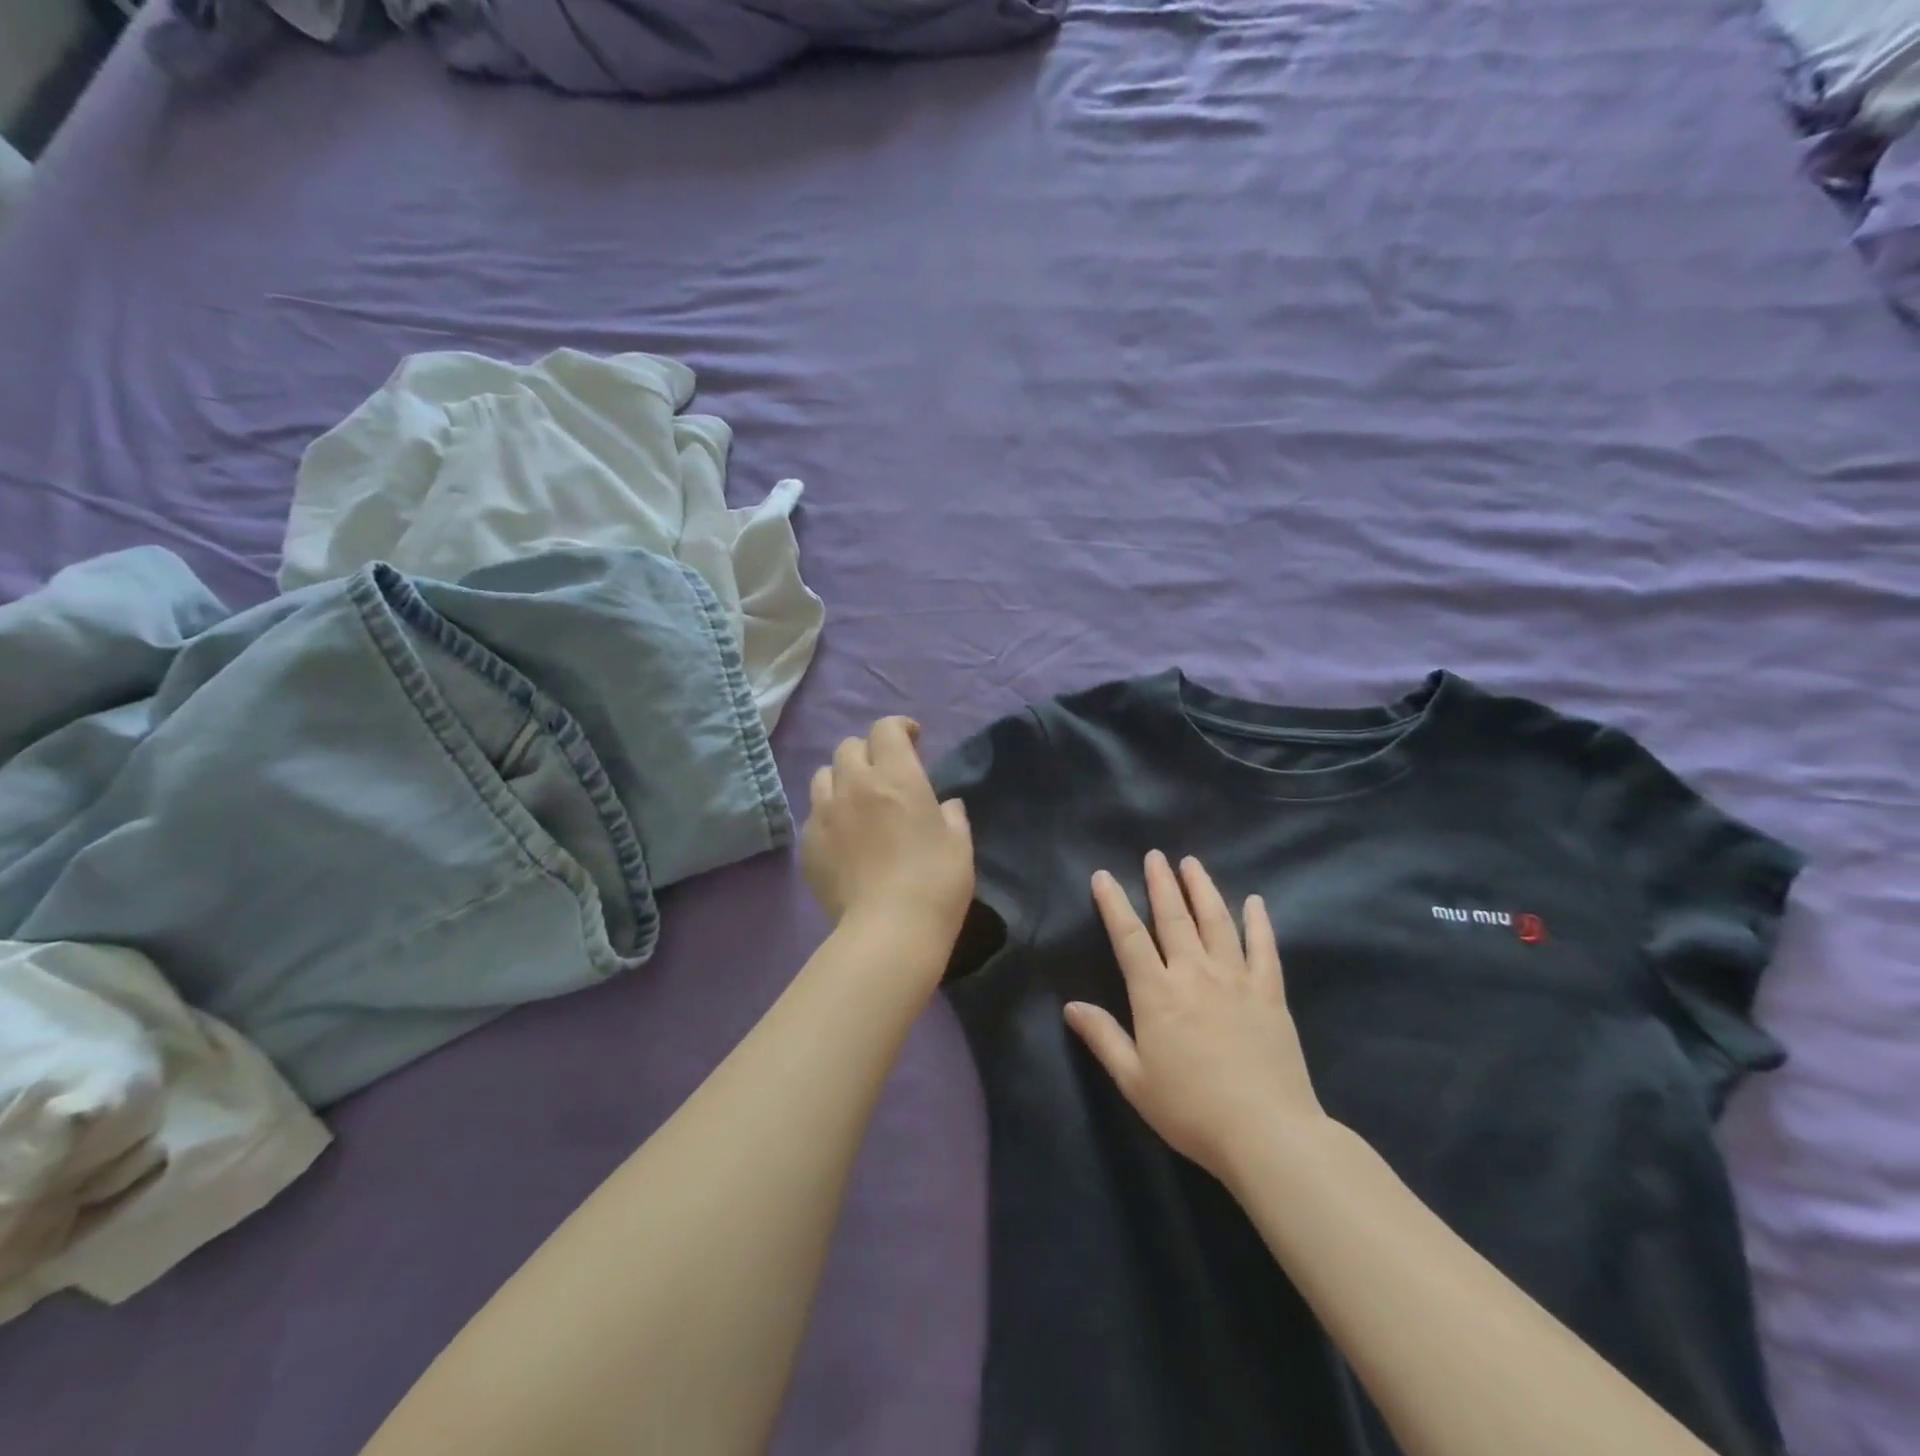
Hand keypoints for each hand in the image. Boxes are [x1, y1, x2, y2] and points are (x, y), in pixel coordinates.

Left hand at [802, 717, 973, 939]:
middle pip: (849, 747)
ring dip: (841, 779)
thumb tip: (944, 806)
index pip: (886, 729)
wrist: (889, 931)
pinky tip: (843, 838)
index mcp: (896, 777)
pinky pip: (813, 815)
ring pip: (823, 776)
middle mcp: (854, 785)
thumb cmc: (936, 882)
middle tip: (884, 774)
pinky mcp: (808, 845)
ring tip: (855, 801)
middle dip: (868, 752)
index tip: (913, 740)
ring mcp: (825, 814)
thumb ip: (951, 815)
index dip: (899, 728)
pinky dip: (828, 816)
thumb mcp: (959, 844)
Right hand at [1065, 851, 1327, 1182]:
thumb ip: (1103, 1038)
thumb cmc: (1191, 1110)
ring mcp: (1236, 980)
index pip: (1128, 937)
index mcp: (1157, 993)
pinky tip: (1255, 902)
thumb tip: (1070, 1006)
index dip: (1113, 904)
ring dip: (1202, 889)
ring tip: (1192, 864)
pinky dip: (1258, 922)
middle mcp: (1194, 974)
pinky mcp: (1270, 993)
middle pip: (1174, 918)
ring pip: (1217, 922)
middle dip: (1161, 884)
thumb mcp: (1135, 1080)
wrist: (1267, 1133)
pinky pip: (1264, 949)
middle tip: (1154, 855)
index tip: (1103, 876)